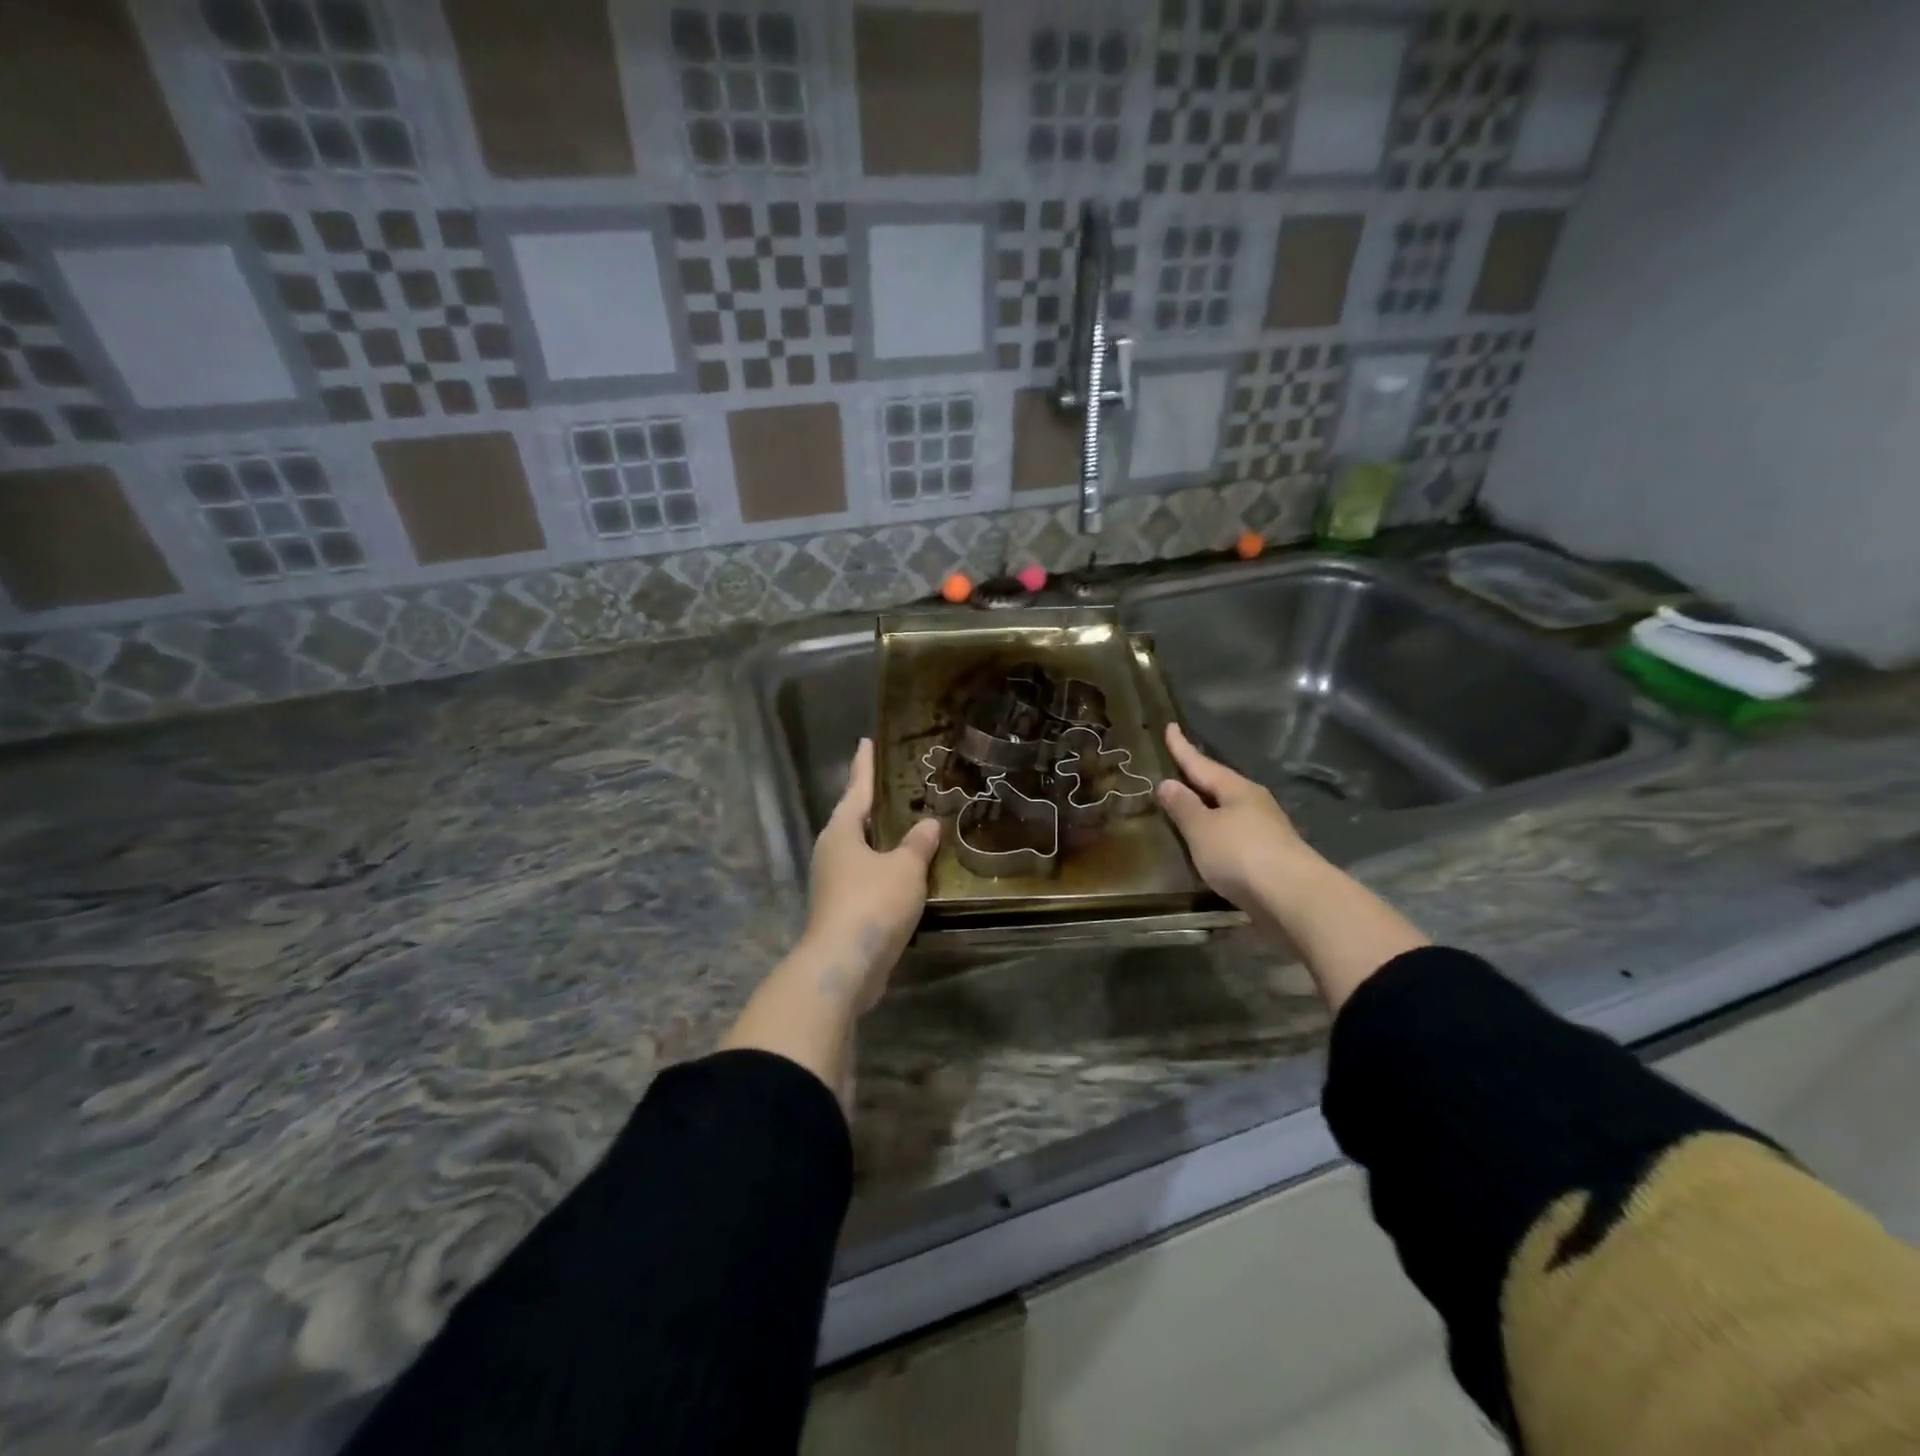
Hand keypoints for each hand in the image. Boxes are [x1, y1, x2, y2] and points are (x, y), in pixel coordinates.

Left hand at [801, 738, 941, 1011]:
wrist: (843, 965)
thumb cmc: (872, 904)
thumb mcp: (905, 868)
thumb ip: (918, 844)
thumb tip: (929, 824)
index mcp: (842, 832)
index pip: (857, 788)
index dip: (865, 764)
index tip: (867, 740)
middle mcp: (832, 851)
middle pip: (856, 818)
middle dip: (876, 802)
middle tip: (900, 783)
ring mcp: (834, 882)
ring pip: (863, 850)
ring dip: (884, 839)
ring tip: (911, 825)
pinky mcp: (843, 908)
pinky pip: (869, 876)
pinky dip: (888, 869)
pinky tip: (909, 872)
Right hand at [1157, 723, 1315, 920]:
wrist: (1293, 899)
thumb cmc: (1241, 854)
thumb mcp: (1202, 829)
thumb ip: (1183, 807)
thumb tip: (1168, 783)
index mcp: (1237, 789)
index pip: (1202, 764)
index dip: (1182, 748)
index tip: (1170, 727)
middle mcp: (1254, 804)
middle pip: (1220, 785)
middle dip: (1199, 776)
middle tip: (1178, 765)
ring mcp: (1266, 831)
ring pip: (1230, 810)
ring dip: (1209, 806)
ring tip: (1189, 805)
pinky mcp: (1270, 858)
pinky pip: (1235, 835)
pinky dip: (1218, 832)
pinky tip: (1211, 842)